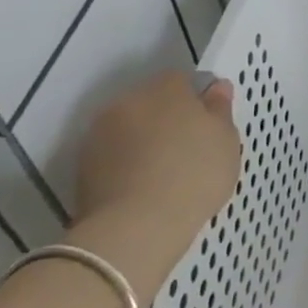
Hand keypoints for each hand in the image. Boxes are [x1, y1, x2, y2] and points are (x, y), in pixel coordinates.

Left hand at [64, 71, 240, 294]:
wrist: (137, 227)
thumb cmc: (194, 174)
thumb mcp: (226, 140)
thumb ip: (220, 109)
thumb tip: (216, 88)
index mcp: (164, 88)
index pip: (181, 80)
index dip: (196, 100)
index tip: (208, 126)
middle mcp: (127, 102)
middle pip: (151, 102)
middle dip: (167, 119)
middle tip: (188, 150)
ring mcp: (99, 134)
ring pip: (129, 129)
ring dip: (143, 142)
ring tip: (164, 174)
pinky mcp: (81, 167)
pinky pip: (114, 156)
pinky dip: (126, 166)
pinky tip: (144, 188)